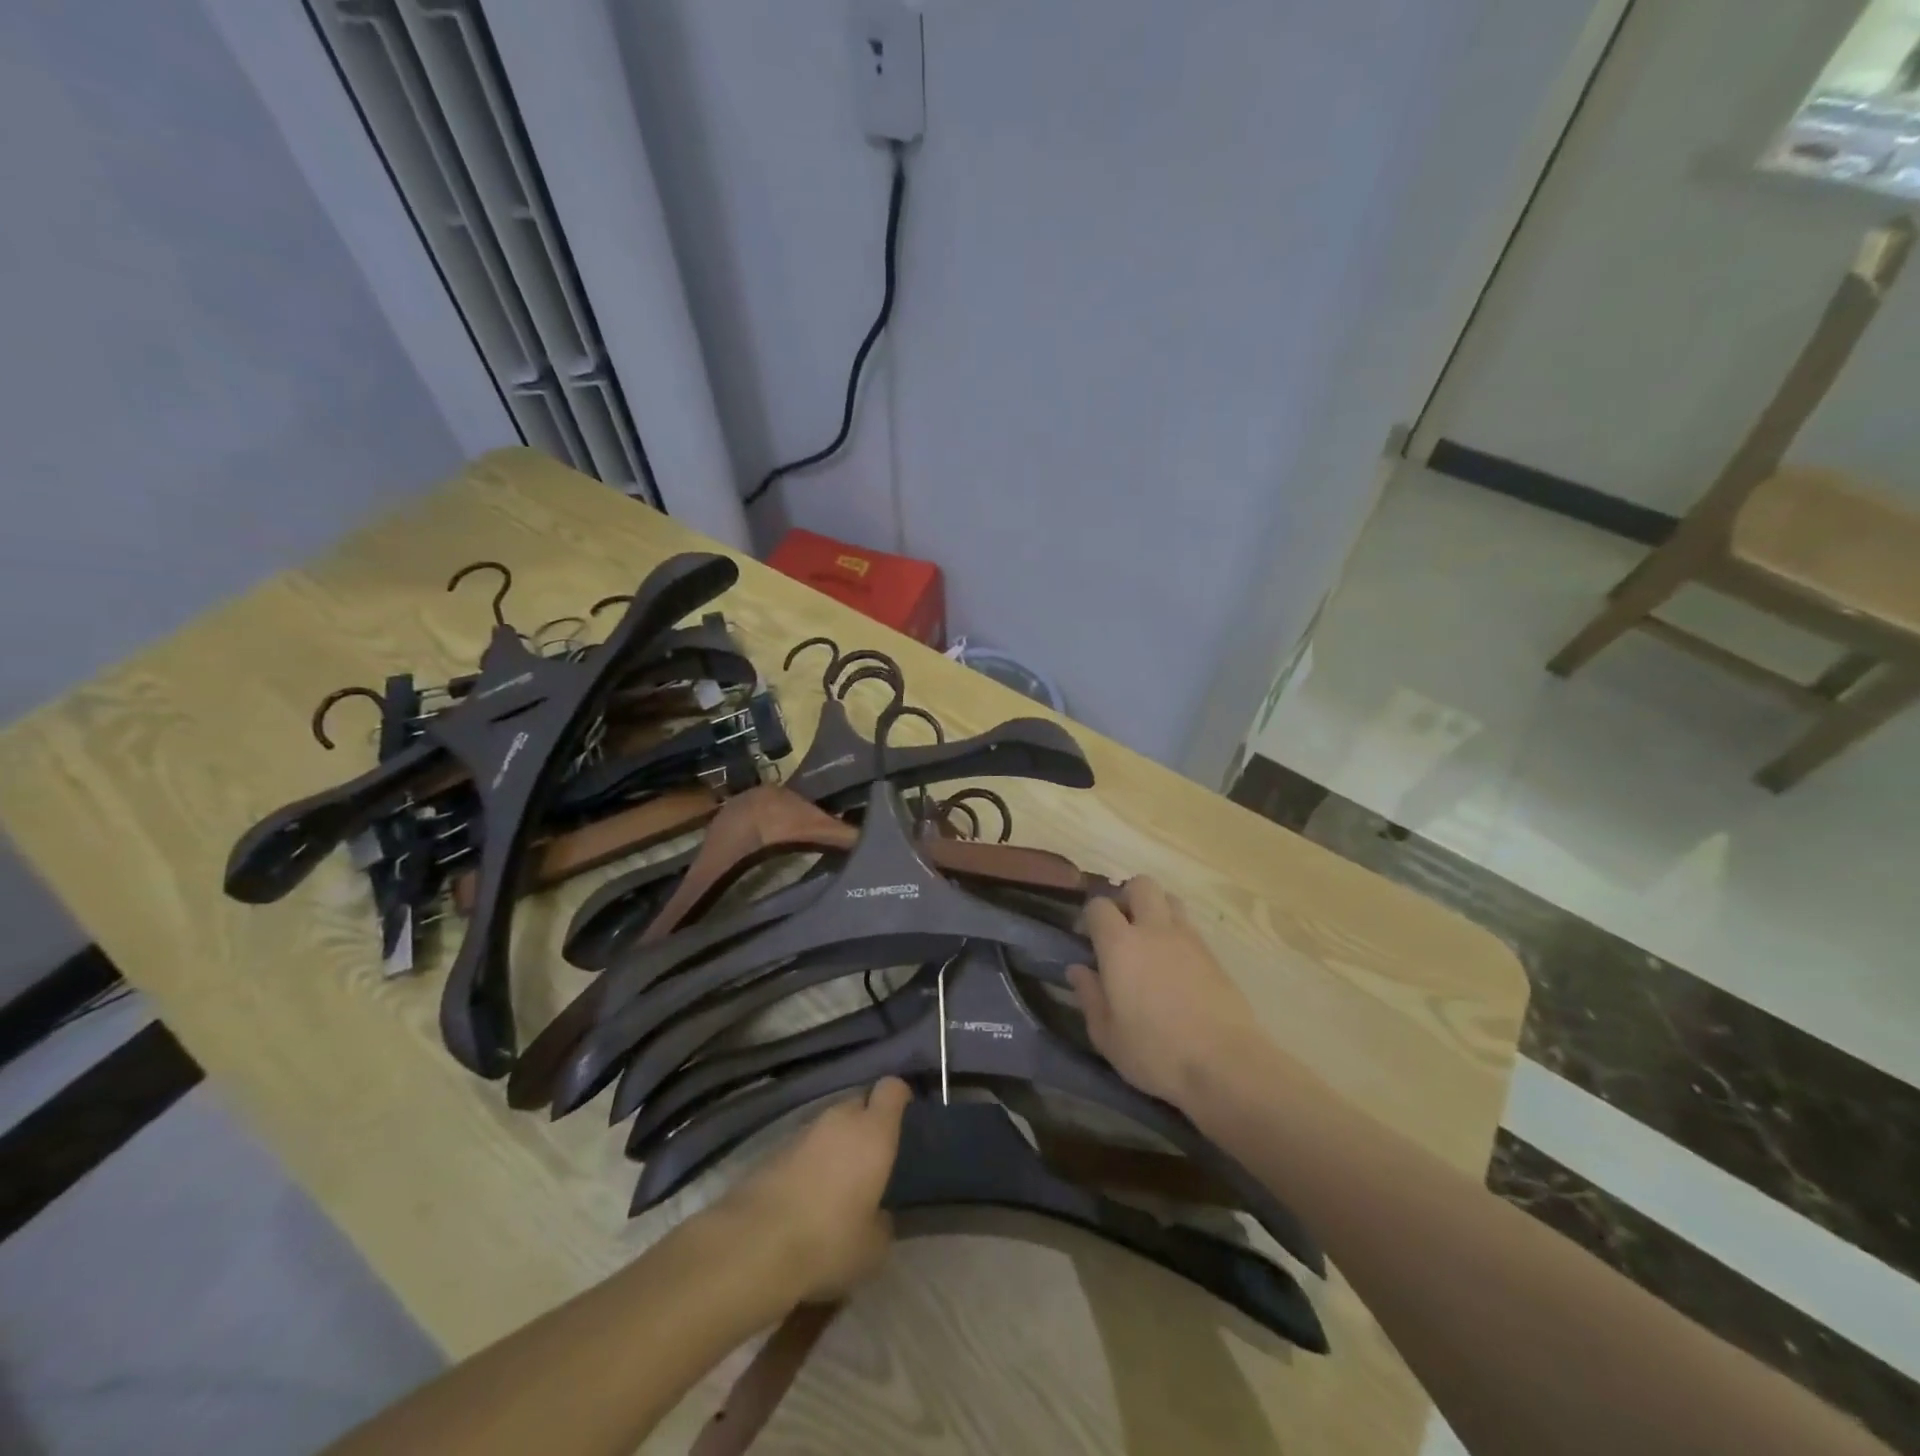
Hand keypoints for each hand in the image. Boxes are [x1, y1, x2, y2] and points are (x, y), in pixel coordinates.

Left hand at [724, 1076, 911, 1302]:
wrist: (754, 1245)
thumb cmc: (829, 1240)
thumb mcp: (873, 1248)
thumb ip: (882, 1222)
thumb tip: (878, 1214)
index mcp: (873, 1132)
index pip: (891, 1089)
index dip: (899, 1096)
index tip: (904, 1111)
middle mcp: (840, 1120)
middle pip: (858, 1102)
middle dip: (866, 1121)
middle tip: (871, 1155)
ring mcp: (803, 1131)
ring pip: (829, 1125)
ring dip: (836, 1143)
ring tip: (839, 1180)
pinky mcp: (773, 1149)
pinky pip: (804, 1146)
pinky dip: (810, 1160)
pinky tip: (808, 1194)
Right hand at [1068, 876, 1264, 1110]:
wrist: (1226, 1064)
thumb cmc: (1156, 1053)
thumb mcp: (1107, 1036)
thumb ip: (1090, 997)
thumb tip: (1078, 969)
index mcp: (1120, 945)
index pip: (1099, 906)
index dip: (1090, 916)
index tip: (1087, 938)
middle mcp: (1154, 930)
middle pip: (1141, 885)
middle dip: (1127, 897)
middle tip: (1121, 927)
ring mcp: (1189, 939)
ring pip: (1170, 900)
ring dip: (1156, 910)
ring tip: (1150, 942)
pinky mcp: (1214, 955)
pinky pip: (1190, 928)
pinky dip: (1178, 935)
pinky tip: (1175, 966)